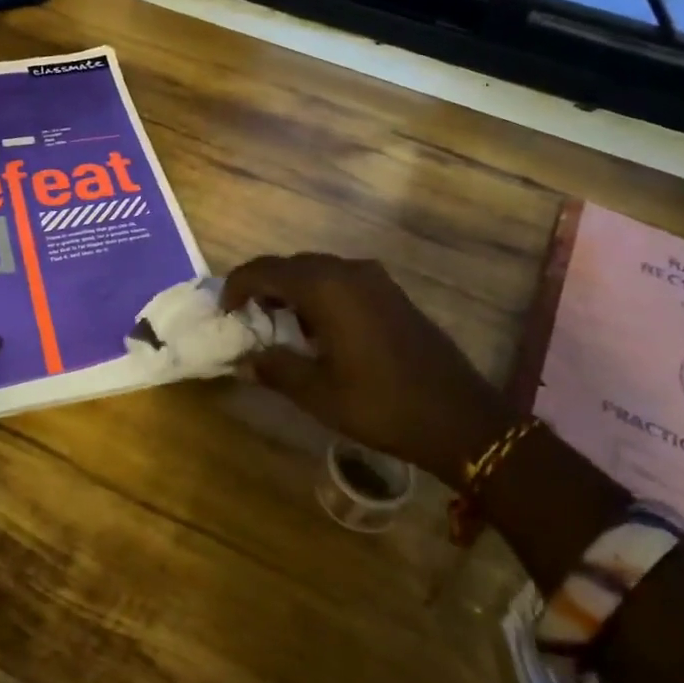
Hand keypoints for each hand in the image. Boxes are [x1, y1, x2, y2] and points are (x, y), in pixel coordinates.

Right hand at [222, 254, 512, 482]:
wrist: (459, 416)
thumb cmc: (381, 404)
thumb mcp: (318, 393)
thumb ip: (275, 368)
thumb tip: (244, 359)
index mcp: (325, 287)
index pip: (265, 270)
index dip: (237, 286)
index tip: (224, 311)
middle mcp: (348, 271)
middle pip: (291, 265)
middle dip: (263, 285)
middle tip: (247, 317)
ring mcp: (374, 279)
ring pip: (317, 270)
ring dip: (292, 289)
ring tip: (278, 323)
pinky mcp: (391, 293)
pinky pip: (341, 280)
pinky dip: (319, 294)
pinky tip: (318, 328)